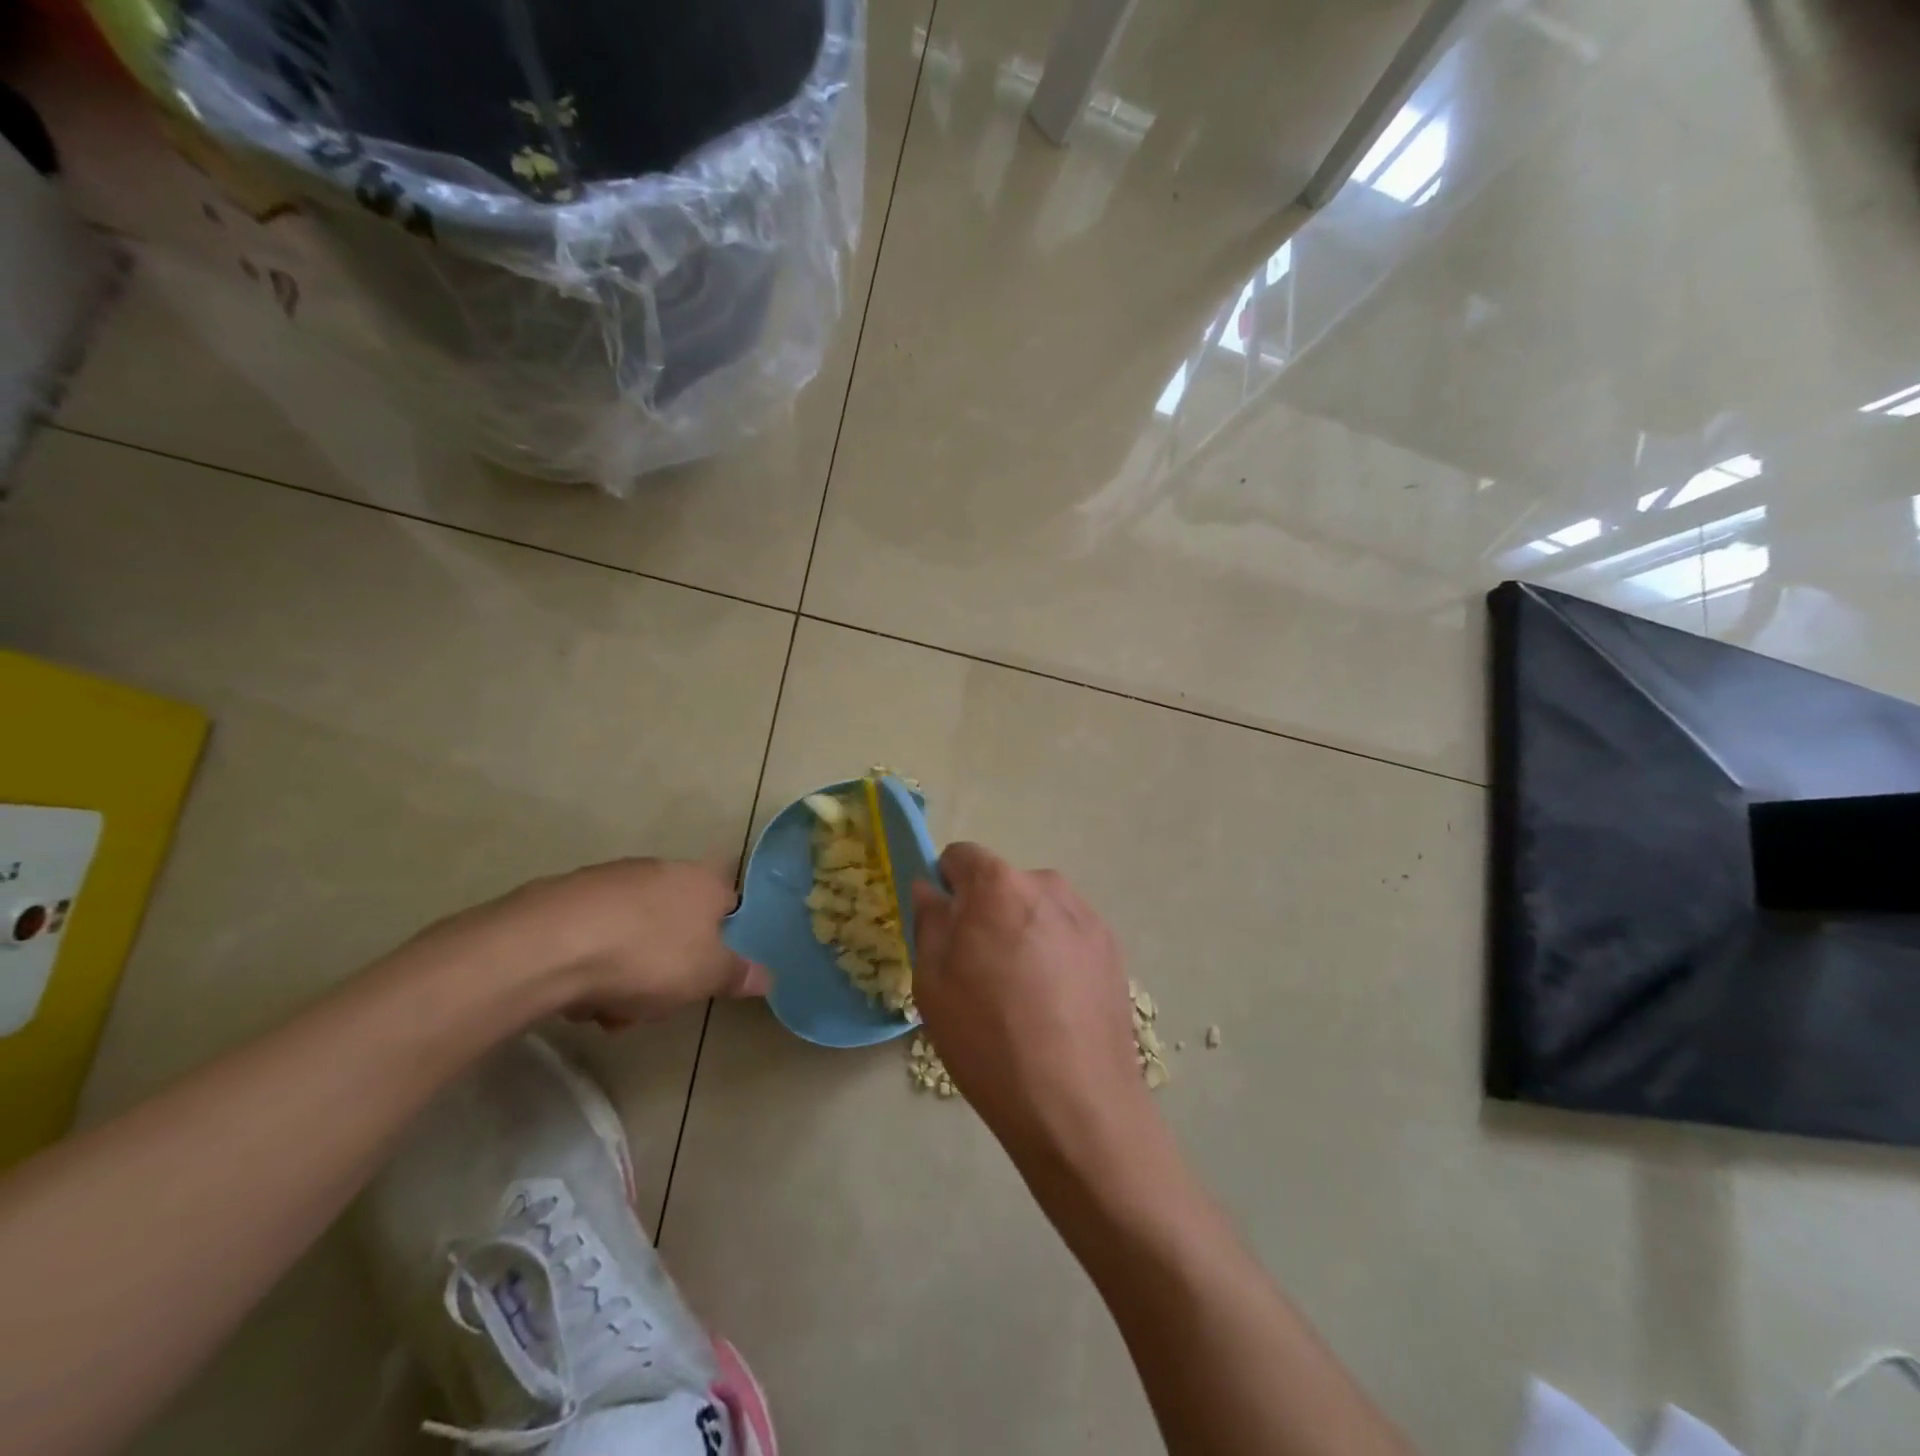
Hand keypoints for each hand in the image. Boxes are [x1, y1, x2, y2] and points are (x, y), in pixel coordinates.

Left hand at [451, 857, 766, 1025]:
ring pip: (634, 933)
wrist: (549, 946)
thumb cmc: (648, 956)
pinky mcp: (566, 896)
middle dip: (669, 963)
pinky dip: (591, 963)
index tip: (710, 968)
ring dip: (628, 971)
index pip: (729, 899)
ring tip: (609, 1008)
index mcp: (703, 882)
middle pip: (677, 921)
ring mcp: (611, 880)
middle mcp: (661, 870)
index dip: (724, 934)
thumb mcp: (706, 975)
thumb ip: (739, 975)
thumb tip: (768, 976)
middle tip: (657, 1000)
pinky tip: (577, 994)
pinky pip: (593, 935)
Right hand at [910, 844, 1151, 1166]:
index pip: (961, 857)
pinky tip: (1054, 1005)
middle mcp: (1047, 885)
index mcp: (999, 884)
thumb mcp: (932, 982)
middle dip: (986, 912)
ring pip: (1037, 910)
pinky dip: (1054, 954)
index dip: (946, 887)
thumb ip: (930, 921)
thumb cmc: (988, 1038)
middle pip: (1002, 884)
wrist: (1077, 1103)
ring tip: (1022, 994)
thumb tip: (930, 889)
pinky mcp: (1112, 948)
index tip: (946, 929)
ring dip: (1022, 932)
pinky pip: (1067, 934)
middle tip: (979, 971)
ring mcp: (1086, 916)